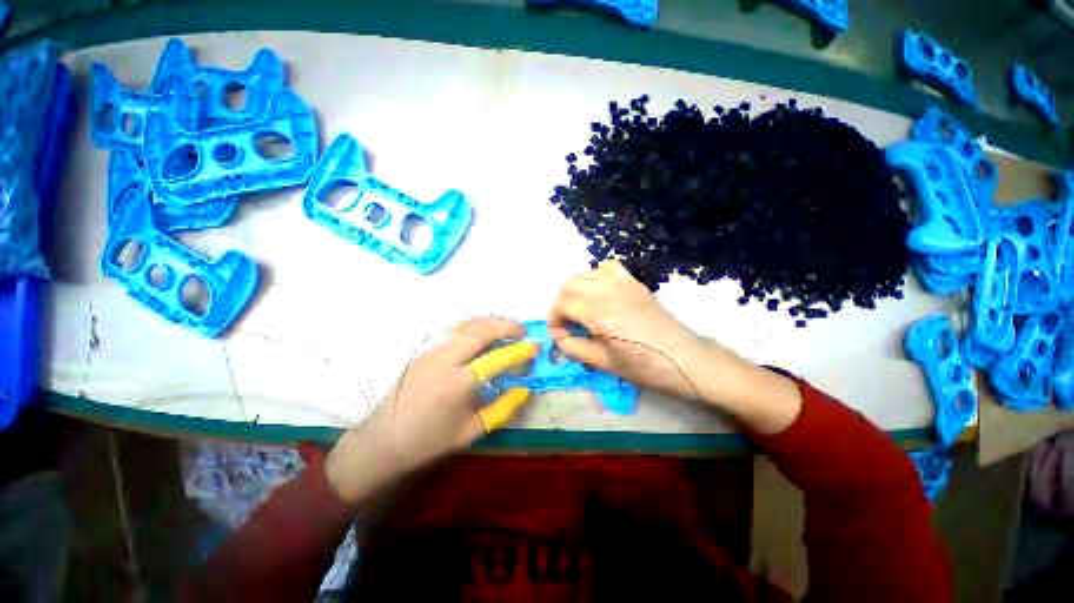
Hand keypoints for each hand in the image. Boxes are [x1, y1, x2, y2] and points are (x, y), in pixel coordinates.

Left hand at [326, 316, 537, 503]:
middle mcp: (444, 359)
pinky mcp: (425, 349)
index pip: (496, 358)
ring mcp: (432, 350)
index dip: (519, 350)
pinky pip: (456, 329)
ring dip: (491, 322)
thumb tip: (525, 388)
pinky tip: (484, 334)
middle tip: (522, 331)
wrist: (383, 440)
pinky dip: (476, 326)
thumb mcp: (472, 431)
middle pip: (481, 329)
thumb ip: (503, 408)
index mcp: (457, 384)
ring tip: (507, 329)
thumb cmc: (429, 441)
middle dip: (506, 325)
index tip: (534, 346)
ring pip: (467, 324)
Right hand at [548, 260, 704, 398]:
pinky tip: (599, 293)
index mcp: (600, 314)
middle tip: (566, 323)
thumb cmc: (645, 367)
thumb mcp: (604, 363)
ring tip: (579, 309)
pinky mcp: (634, 282)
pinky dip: (596, 277)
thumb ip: (574, 348)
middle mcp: (609, 292)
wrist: (684, 358)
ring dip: (574, 289)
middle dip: (560, 303)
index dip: (553, 318)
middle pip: (569, 285)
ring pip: (585, 273)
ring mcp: (623, 283)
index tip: (558, 334)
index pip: (562, 304)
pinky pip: (607, 268)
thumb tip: (558, 336)